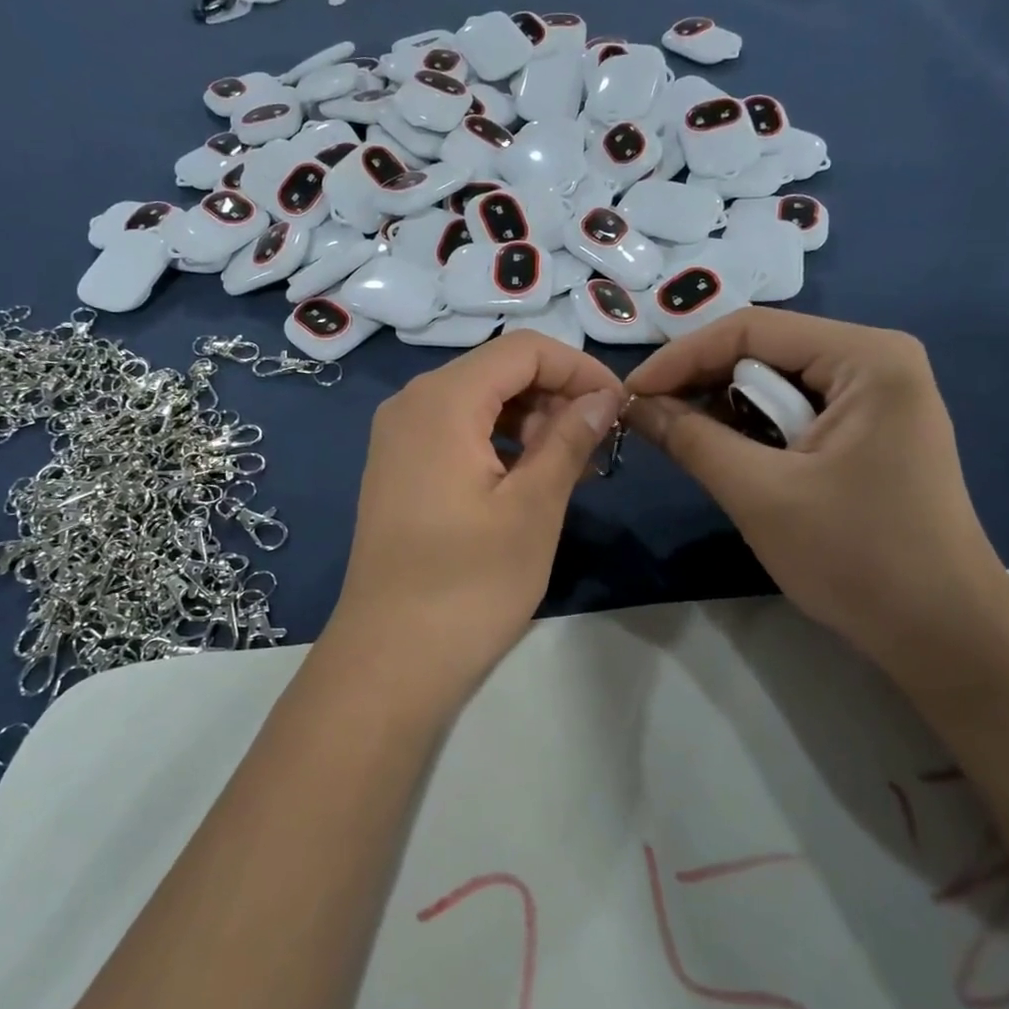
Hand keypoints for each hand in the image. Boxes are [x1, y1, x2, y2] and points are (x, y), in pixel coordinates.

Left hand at [326, 332, 624, 698]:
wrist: (389, 657)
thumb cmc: (469, 584)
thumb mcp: (534, 508)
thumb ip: (569, 439)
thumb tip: (603, 396)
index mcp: (442, 400)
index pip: (524, 350)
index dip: (578, 368)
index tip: (618, 408)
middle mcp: (411, 402)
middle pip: (497, 370)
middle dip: (555, 396)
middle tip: (598, 446)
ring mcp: (397, 436)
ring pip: (478, 401)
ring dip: (531, 421)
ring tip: (573, 467)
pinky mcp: (397, 468)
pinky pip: (456, 431)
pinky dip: (499, 442)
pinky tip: (530, 479)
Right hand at [625, 309, 1008, 658]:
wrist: (943, 634)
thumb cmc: (857, 558)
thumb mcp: (759, 493)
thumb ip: (691, 439)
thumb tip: (633, 405)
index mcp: (866, 357)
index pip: (750, 330)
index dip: (680, 358)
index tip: (630, 395)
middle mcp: (876, 360)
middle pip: (763, 351)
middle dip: (701, 383)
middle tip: (648, 420)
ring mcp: (877, 396)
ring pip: (774, 382)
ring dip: (724, 409)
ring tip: (681, 440)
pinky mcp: (870, 430)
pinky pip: (794, 411)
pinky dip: (753, 430)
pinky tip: (727, 456)